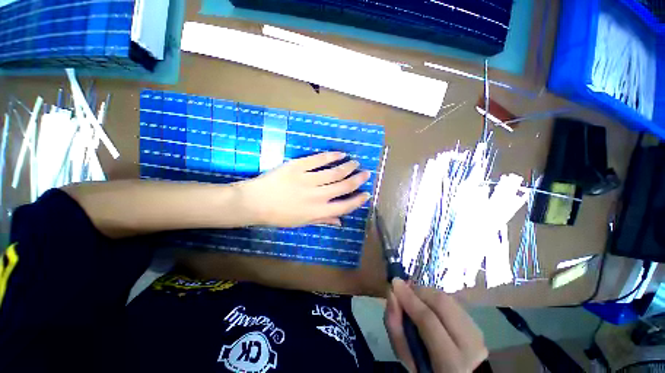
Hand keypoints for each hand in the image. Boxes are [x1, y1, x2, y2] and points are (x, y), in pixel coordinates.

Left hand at [239, 152, 370, 226]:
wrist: (254, 203)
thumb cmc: (278, 216)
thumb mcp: (301, 223)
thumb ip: (322, 220)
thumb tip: (340, 222)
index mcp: (318, 212)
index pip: (345, 206)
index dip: (358, 200)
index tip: (366, 193)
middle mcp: (317, 196)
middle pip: (344, 186)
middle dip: (358, 179)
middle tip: (366, 173)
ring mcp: (308, 179)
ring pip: (335, 172)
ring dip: (348, 167)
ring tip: (355, 162)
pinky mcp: (298, 166)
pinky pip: (318, 160)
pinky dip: (331, 156)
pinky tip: (340, 153)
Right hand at [385, 279, 487, 372]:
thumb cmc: (426, 370)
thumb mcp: (407, 358)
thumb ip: (396, 327)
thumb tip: (391, 294)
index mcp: (451, 363)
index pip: (428, 320)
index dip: (409, 298)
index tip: (394, 283)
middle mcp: (471, 345)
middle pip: (442, 302)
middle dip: (418, 290)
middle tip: (403, 289)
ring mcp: (478, 334)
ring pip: (448, 299)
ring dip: (427, 294)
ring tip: (414, 298)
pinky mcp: (477, 326)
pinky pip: (452, 303)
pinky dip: (436, 299)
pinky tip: (428, 305)